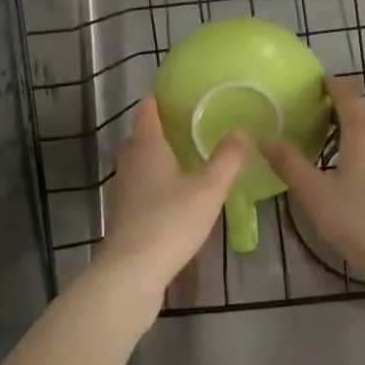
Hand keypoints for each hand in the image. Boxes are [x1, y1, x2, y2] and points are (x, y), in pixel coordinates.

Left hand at [97, 96, 248, 298]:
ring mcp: (122, 189)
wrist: (131, 272)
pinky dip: (153, 181)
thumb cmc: (170, 221)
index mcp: (147, 147)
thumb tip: (242, 130)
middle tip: (187, 124)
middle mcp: (130, 162)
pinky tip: (172, 194)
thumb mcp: (208, 190)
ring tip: (183, 157)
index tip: (176, 92)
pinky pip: (138, 185)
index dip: (158, 98)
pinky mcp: (122, 214)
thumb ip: (226, 159)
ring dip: (156, 156)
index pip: (147, 111)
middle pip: (140, 135)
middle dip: (159, 127)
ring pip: (138, 162)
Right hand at [264, 77, 364, 290]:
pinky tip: (362, 182)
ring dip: (358, 139)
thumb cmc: (361, 221)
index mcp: (364, 133)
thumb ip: (290, 165)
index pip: (347, 96)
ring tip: (336, 152)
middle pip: (364, 117)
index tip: (318, 82)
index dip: (332, 86)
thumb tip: (265, 139)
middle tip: (318, 120)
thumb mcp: (316, 195)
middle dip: (343, 114)